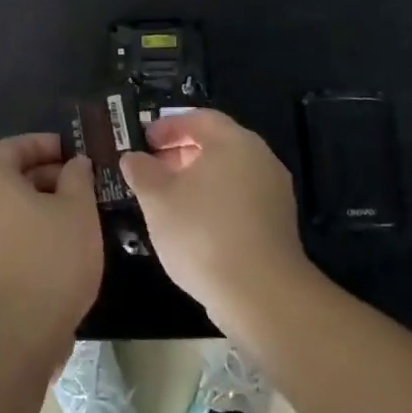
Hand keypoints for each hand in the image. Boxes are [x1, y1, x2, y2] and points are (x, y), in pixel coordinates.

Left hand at [0, 133, 102, 370]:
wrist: (17, 333)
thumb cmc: (50, 259)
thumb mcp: (78, 210)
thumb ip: (77, 178)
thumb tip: (74, 164)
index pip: (10, 147)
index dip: (39, 144)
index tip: (68, 151)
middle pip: (8, 177)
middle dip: (44, 175)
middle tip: (79, 183)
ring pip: (9, 209)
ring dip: (40, 206)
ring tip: (76, 216)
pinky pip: (7, 236)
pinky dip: (31, 231)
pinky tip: (62, 248)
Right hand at [121, 110, 308, 324]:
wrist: (260, 294)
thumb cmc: (202, 233)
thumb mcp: (157, 199)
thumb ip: (141, 171)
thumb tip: (133, 158)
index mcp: (233, 142)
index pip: (199, 119)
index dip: (168, 126)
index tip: (143, 141)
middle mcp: (260, 158)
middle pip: (216, 144)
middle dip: (180, 153)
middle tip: (151, 169)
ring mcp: (274, 192)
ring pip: (228, 173)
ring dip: (197, 179)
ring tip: (167, 200)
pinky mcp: (278, 224)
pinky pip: (240, 199)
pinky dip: (215, 201)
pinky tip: (193, 225)